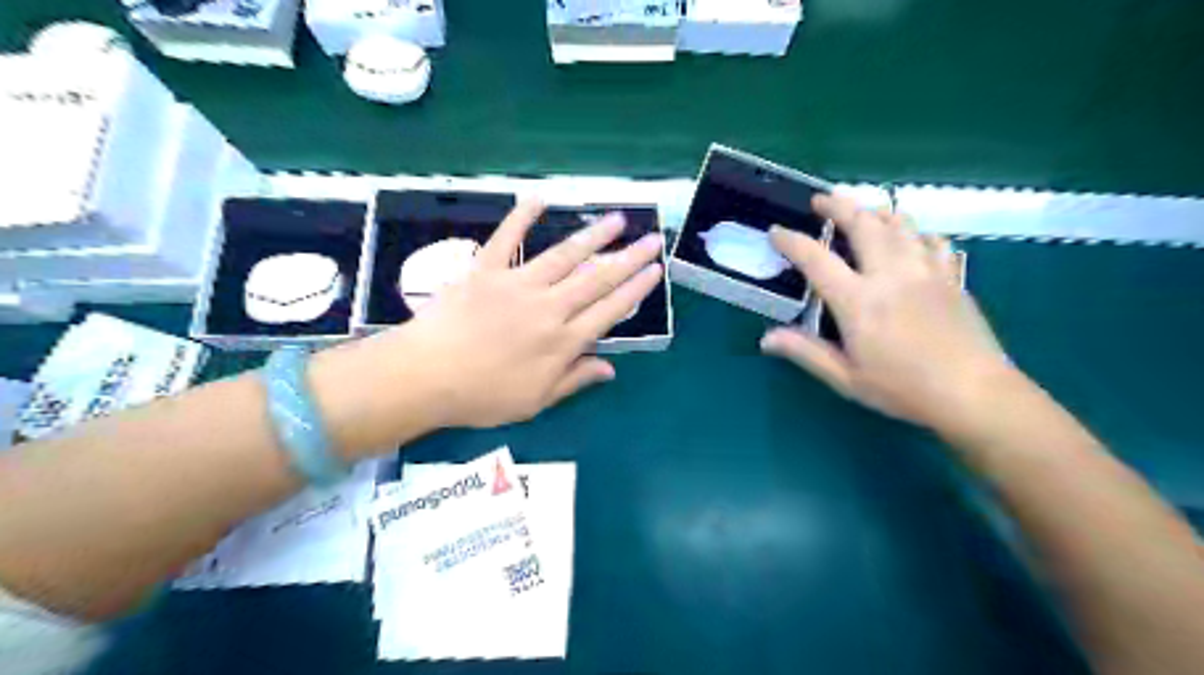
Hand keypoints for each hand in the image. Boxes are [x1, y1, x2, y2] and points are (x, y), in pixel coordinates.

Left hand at [374, 198, 662, 425]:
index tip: (655, 271)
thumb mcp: (536, 401)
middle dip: (628, 258)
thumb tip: (610, 368)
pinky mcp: (485, 270)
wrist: (426, 376)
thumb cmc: (482, 396)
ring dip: (593, 236)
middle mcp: (549, 307)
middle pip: (597, 279)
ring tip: (617, 220)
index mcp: (562, 341)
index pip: (610, 311)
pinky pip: (507, 238)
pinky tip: (540, 198)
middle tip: (652, 239)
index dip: (636, 290)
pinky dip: (522, 216)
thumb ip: (575, 380)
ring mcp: (517, 285)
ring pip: (564, 256)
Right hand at [760, 192, 1012, 432]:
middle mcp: (890, 275)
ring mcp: (925, 271)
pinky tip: (911, 238)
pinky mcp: (951, 277)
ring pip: (900, 224)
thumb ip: (806, 352)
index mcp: (858, 301)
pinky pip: (932, 241)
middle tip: (822, 199)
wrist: (973, 393)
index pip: (816, 259)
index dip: (792, 241)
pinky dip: (916, 232)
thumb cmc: (903, 389)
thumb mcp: (846, 378)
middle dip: (838, 205)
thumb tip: (766, 338)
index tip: (776, 230)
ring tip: (862, 209)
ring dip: (876, 211)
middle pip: (863, 224)